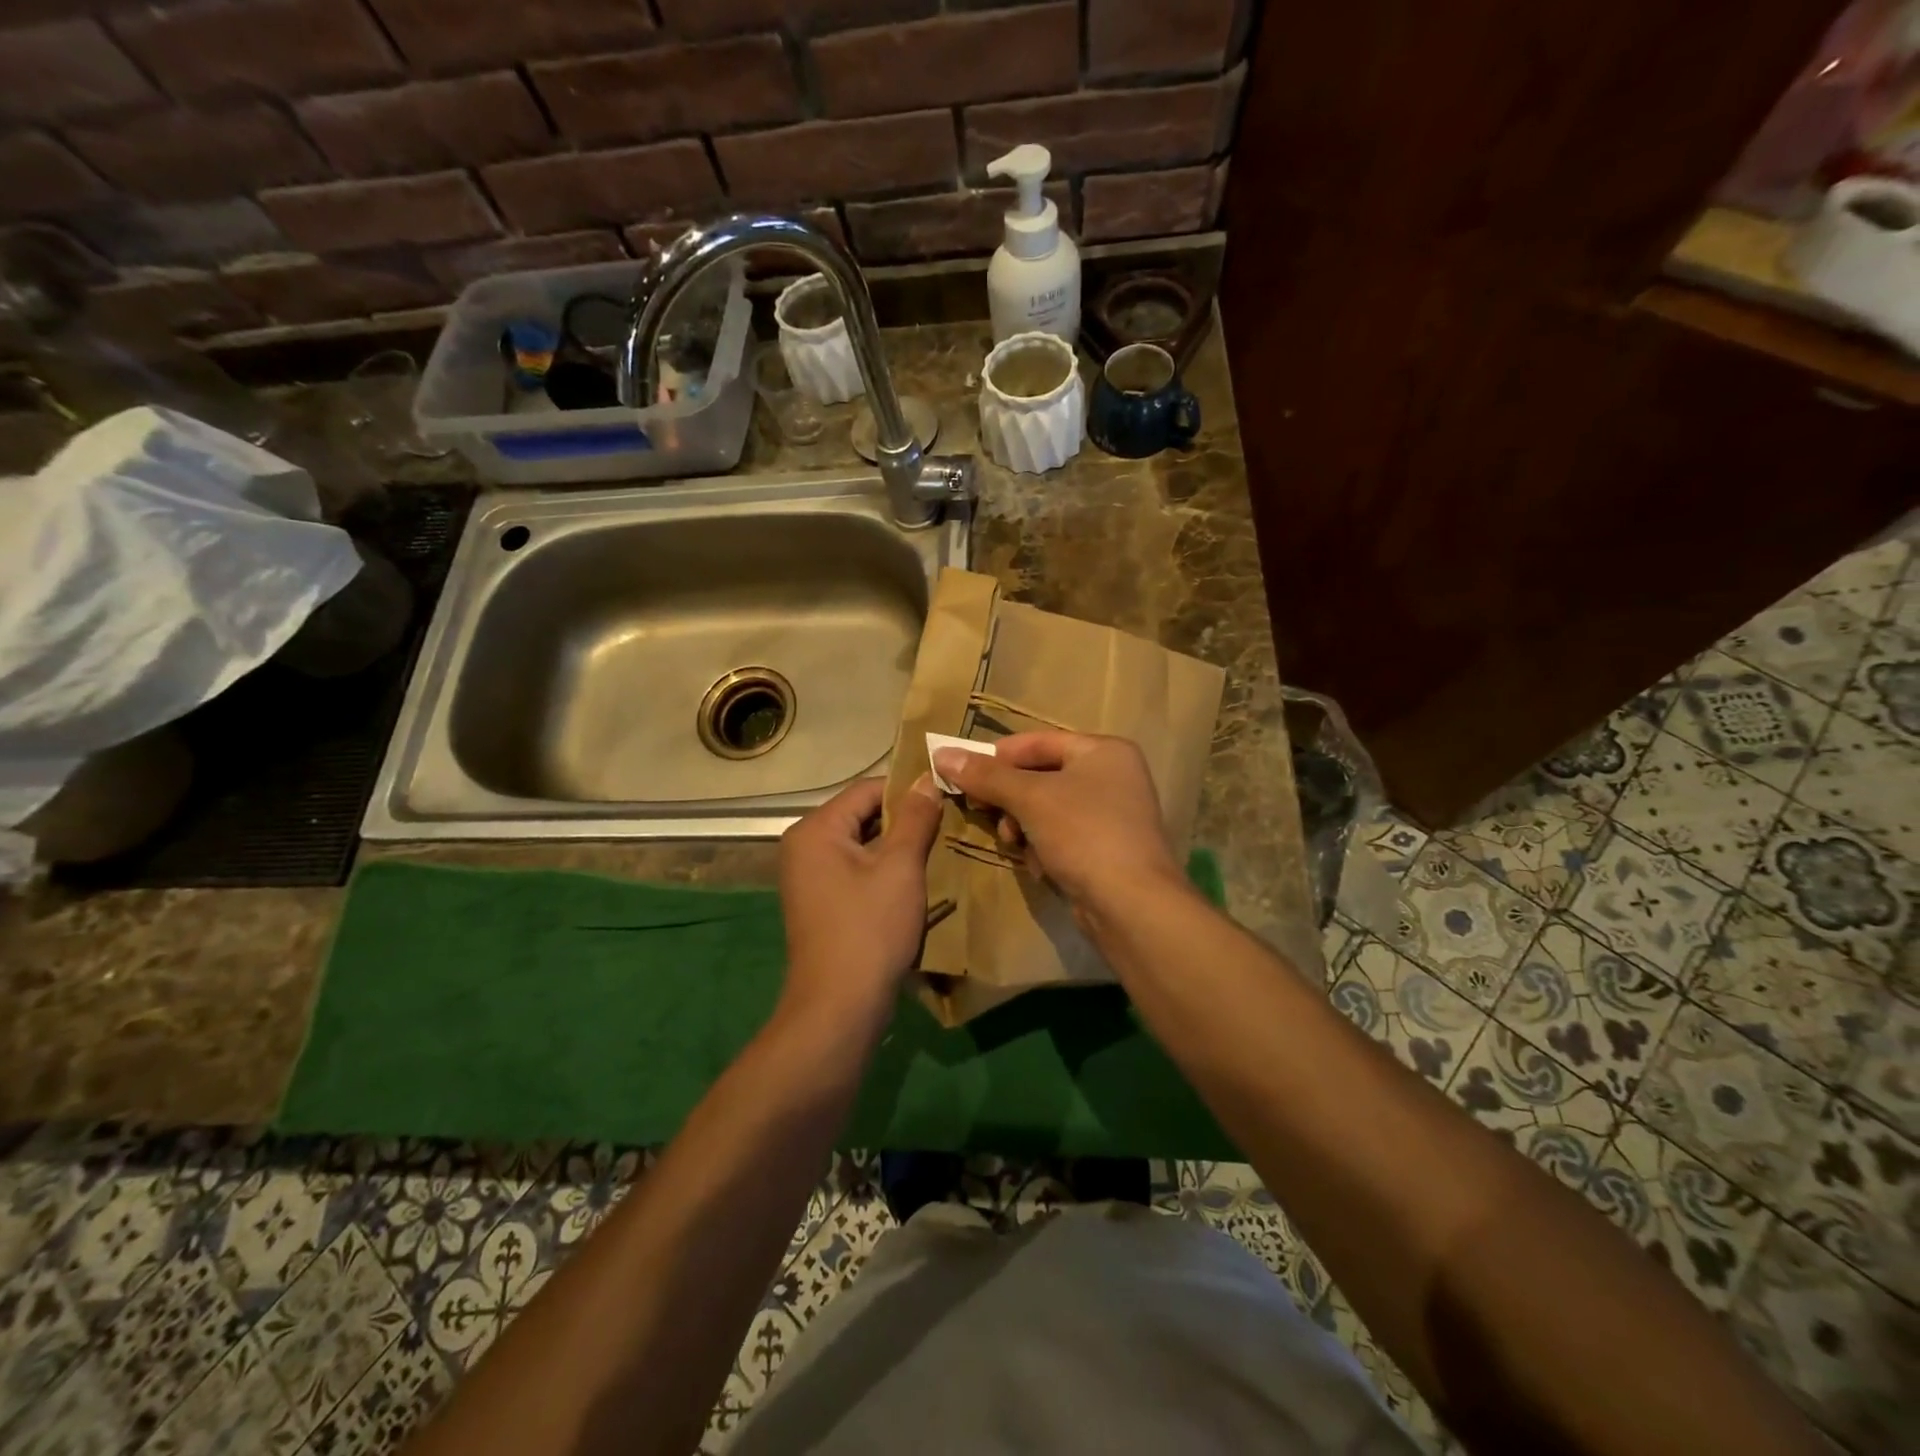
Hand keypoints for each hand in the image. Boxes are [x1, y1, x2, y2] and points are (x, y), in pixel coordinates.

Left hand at [777, 774, 943, 1020]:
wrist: (839, 1006)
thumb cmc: (870, 928)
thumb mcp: (900, 867)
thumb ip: (915, 818)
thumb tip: (927, 779)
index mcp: (816, 829)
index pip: (867, 790)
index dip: (908, 790)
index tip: (946, 796)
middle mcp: (804, 846)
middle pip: (862, 815)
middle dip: (904, 819)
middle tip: (947, 822)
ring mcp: (809, 876)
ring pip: (862, 844)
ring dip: (897, 846)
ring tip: (938, 847)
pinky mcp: (820, 901)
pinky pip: (856, 869)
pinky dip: (884, 869)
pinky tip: (915, 878)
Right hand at [932, 732, 1185, 916]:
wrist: (1132, 905)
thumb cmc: (1084, 834)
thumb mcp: (1030, 798)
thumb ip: (986, 776)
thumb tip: (942, 755)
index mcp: (1103, 751)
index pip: (1038, 742)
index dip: (997, 757)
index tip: (962, 774)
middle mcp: (1112, 776)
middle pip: (1041, 776)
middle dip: (1009, 799)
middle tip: (981, 812)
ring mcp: (1112, 815)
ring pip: (1047, 810)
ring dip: (1023, 827)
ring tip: (1014, 844)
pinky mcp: (1106, 850)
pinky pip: (1061, 837)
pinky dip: (1044, 848)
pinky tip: (1041, 866)